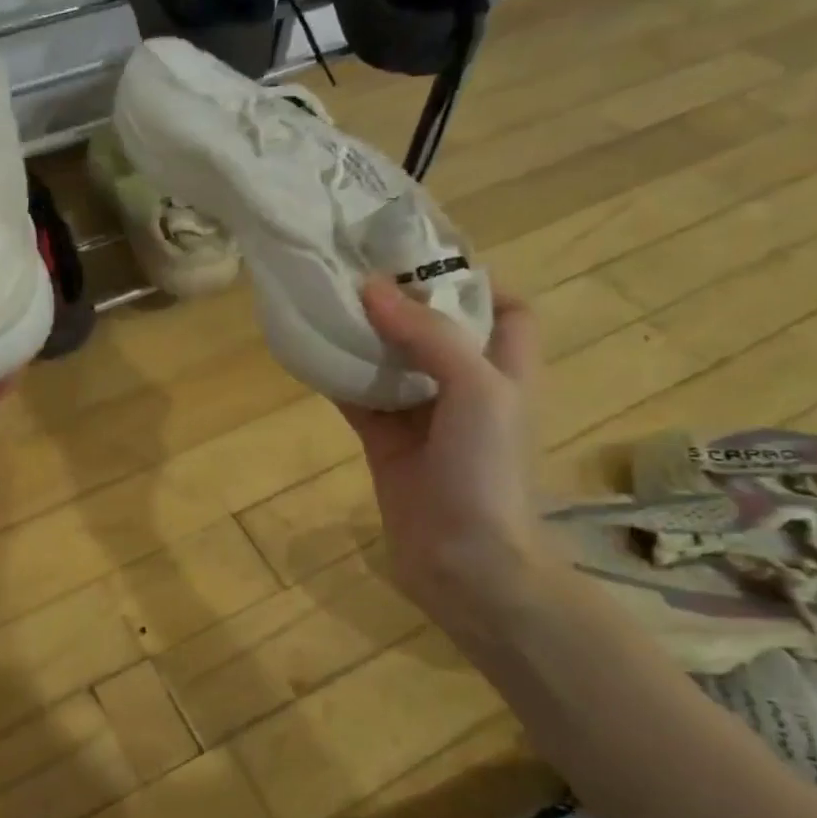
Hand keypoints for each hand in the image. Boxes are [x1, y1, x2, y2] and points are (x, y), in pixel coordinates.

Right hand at [337, 278, 544, 611]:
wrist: (467, 561)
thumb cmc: (489, 469)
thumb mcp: (477, 389)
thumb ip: (428, 335)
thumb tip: (372, 288)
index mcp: (506, 368)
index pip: (505, 308)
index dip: (475, 279)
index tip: (423, 256)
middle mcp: (466, 388)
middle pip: (437, 330)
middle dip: (403, 301)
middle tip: (358, 268)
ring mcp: (423, 418)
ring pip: (392, 363)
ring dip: (364, 337)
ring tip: (328, 299)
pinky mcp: (386, 444)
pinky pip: (359, 400)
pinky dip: (338, 378)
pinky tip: (310, 353)